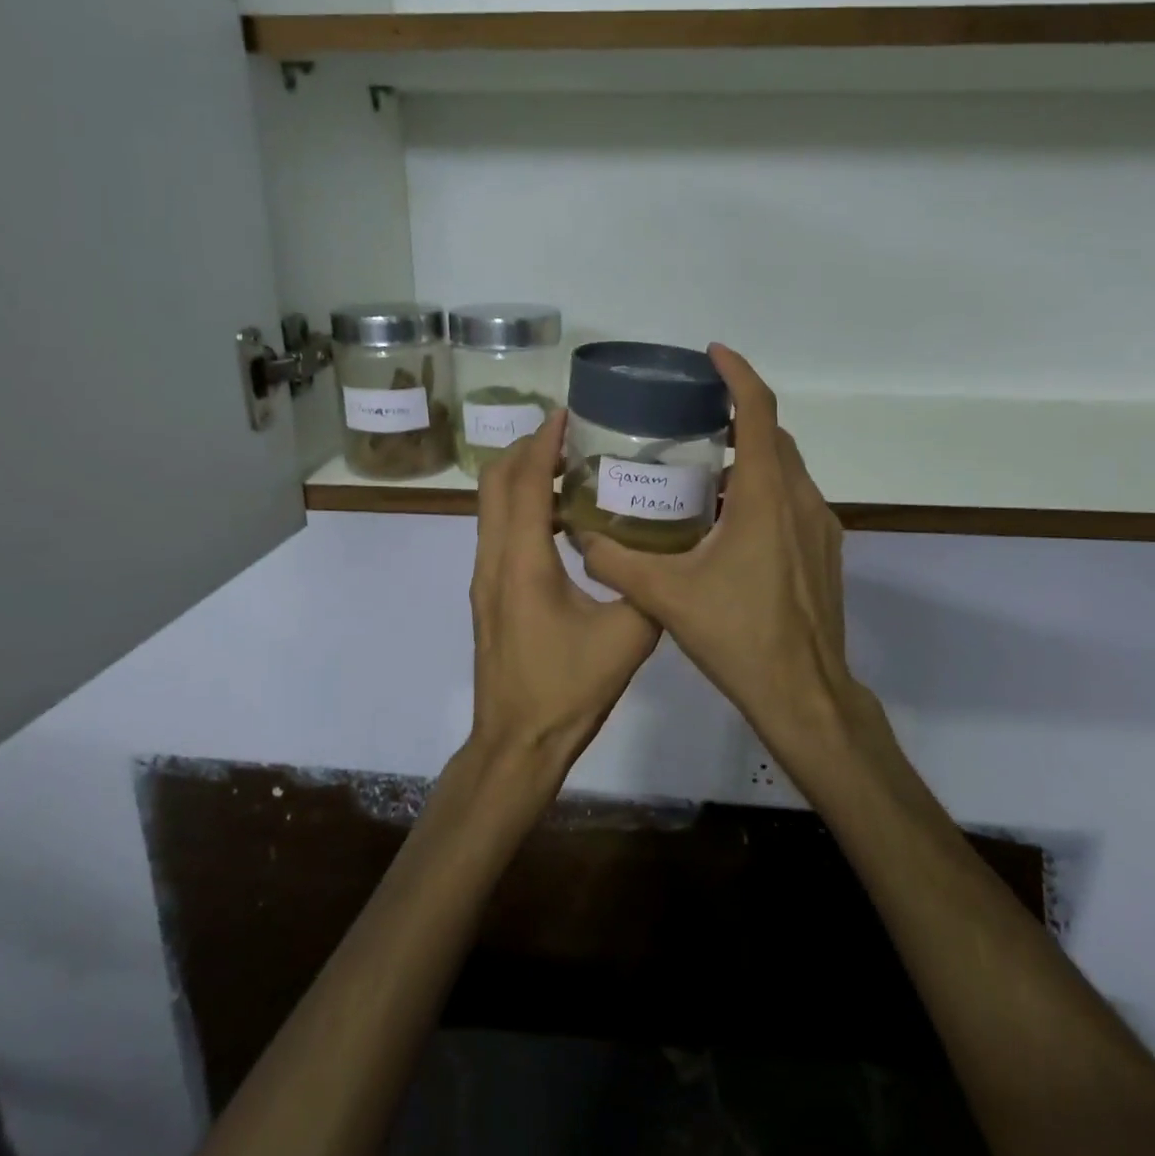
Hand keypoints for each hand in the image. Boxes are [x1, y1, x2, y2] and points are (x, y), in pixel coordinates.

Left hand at [468, 409, 661, 774]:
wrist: (516, 742)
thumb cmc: (568, 689)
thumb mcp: (627, 637)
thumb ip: (647, 587)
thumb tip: (669, 552)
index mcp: (523, 561)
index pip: (526, 483)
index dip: (542, 443)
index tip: (565, 412)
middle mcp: (494, 559)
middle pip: (495, 483)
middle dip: (526, 450)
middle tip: (569, 435)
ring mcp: (485, 577)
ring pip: (491, 506)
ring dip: (522, 478)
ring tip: (570, 467)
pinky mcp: (489, 594)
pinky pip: (498, 530)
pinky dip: (522, 507)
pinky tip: (563, 520)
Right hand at [578, 345, 864, 765]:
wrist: (804, 693)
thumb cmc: (738, 636)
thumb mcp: (666, 597)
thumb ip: (616, 563)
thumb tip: (580, 538)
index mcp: (764, 497)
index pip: (758, 411)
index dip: (737, 374)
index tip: (712, 354)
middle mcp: (800, 499)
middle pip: (773, 435)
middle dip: (737, 414)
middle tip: (692, 416)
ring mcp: (821, 525)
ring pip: (786, 468)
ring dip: (750, 455)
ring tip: (702, 466)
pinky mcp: (826, 549)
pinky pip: (794, 498)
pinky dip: (764, 488)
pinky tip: (729, 519)